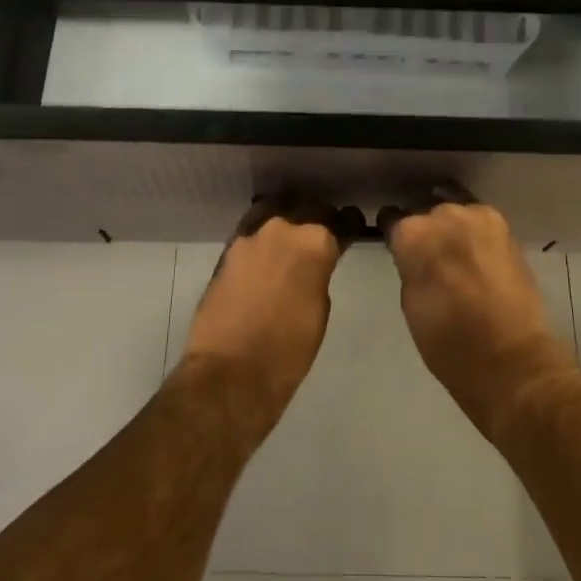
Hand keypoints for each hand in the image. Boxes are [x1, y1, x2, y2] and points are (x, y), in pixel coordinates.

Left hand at [181, 195, 364, 423]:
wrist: (230, 372)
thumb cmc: (288, 351)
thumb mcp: (320, 309)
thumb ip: (320, 274)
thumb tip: (314, 264)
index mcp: (315, 243)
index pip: (342, 220)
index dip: (350, 224)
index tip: (353, 226)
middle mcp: (282, 228)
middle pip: (308, 208)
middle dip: (319, 218)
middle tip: (324, 232)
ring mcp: (250, 236)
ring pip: (276, 211)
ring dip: (288, 220)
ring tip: (293, 236)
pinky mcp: (227, 249)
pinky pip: (252, 229)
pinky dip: (263, 234)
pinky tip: (267, 248)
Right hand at [378, 185, 578, 427]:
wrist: (511, 359)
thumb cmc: (448, 342)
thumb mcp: (411, 302)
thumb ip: (410, 267)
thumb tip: (415, 257)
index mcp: (413, 234)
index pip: (392, 219)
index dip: (394, 237)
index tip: (398, 250)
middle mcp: (444, 214)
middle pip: (427, 214)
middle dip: (427, 232)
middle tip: (430, 259)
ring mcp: (480, 218)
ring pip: (456, 215)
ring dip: (453, 231)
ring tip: (457, 257)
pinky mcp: (508, 230)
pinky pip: (481, 225)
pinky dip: (476, 237)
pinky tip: (477, 257)